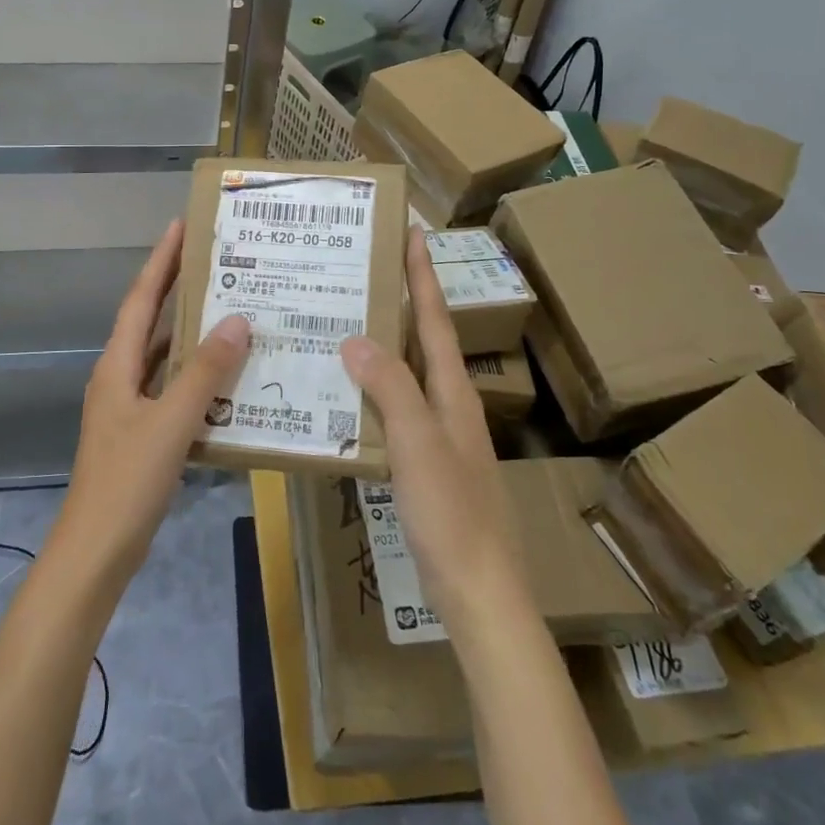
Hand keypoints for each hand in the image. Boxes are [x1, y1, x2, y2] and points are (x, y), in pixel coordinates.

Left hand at [51, 219, 251, 583]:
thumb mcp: (171, 422)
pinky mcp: (143, 433)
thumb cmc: (127, 481)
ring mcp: (130, 407)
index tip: (182, 226)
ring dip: (192, 333)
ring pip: (165, 357)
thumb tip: (238, 319)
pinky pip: (174, 390)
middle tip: (219, 261)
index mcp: (118, 365)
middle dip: (179, 289)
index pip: (141, 299)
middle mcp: (120, 377)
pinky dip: (198, 377)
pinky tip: (229, 378)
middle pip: (151, 321)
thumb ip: (205, 372)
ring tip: (233, 310)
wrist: (96, 551)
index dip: (161, 261)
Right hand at [340, 234, 531, 637]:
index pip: (435, 318)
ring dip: (382, 346)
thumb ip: (389, 387)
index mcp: (452, 391)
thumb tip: (356, 337)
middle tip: (362, 272)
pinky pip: (396, 410)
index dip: (423, 275)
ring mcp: (440, 436)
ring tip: (344, 324)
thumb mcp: (417, 443)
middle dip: (399, 302)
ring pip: (406, 375)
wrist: (480, 592)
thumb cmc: (452, 512)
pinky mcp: (427, 465)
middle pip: (422, 340)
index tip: (412, 232)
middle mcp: (450, 404)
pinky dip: (373, 391)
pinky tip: (347, 396)